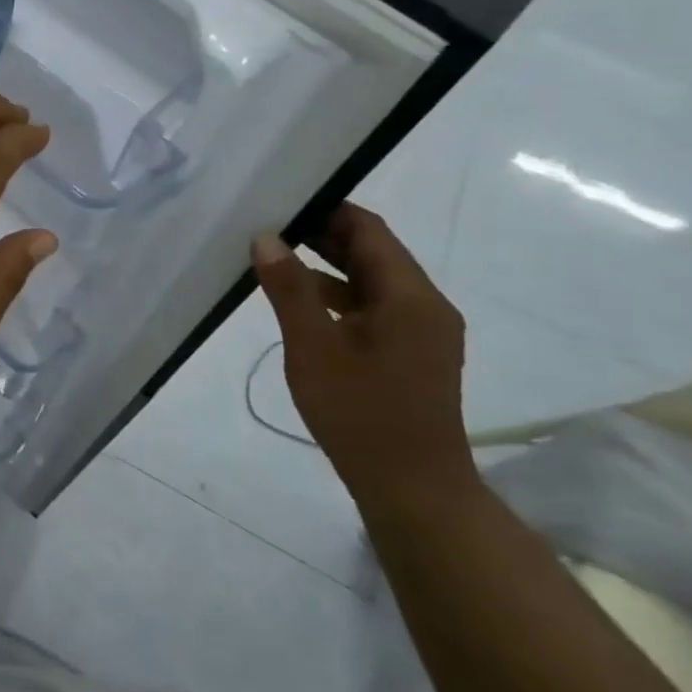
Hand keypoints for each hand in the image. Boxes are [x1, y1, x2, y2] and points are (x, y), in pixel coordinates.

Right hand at [250, 204, 471, 502]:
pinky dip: (339, 296)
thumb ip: (289, 288)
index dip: (326, 208)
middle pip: (373, 252)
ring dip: (328, 265)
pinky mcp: (413, 353)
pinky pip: (374, 306)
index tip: (281, 200)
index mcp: (411, 296)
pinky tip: (301, 303)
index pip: (368, 230)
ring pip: (372, 280)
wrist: (413, 490)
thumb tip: (265, 237)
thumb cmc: (361, 413)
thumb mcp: (313, 347)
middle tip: (269, 224)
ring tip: (275, 257)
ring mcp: (423, 331)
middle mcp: (426, 305)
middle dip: (323, 234)